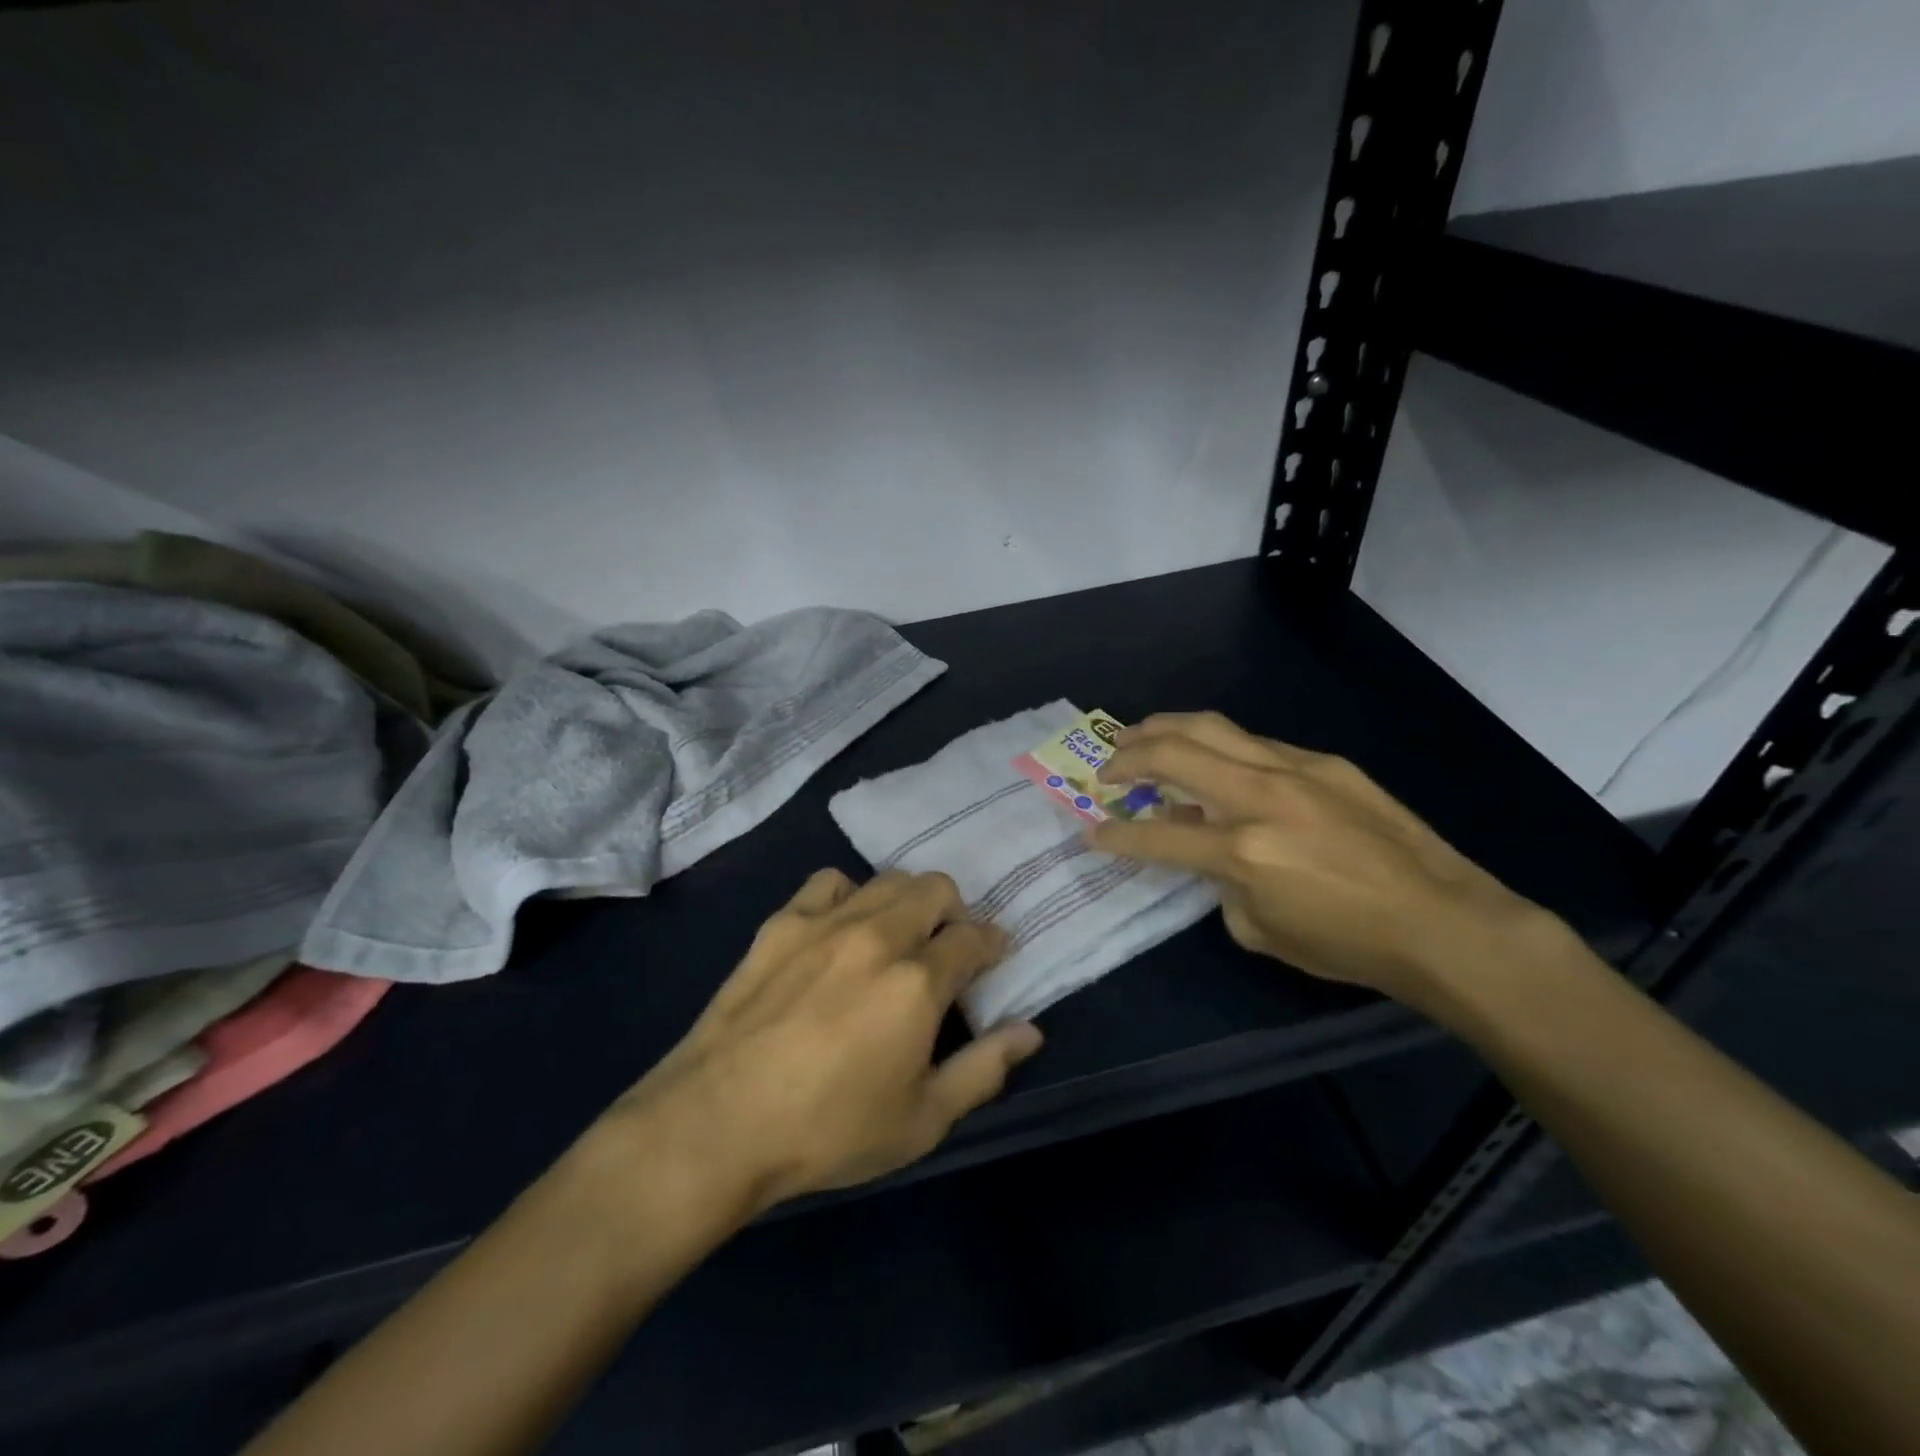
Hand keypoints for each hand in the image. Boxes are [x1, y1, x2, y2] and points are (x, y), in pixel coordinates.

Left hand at [598, 868, 1041, 1220]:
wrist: (718, 1121)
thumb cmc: (828, 1130)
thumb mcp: (922, 1121)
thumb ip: (983, 1070)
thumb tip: (1031, 1032)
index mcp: (918, 980)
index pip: (973, 938)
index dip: (992, 943)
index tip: (992, 956)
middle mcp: (879, 935)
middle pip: (935, 888)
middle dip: (953, 912)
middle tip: (944, 949)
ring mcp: (827, 921)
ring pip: (887, 879)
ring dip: (906, 901)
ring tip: (896, 937)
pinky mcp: (783, 922)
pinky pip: (830, 882)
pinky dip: (849, 896)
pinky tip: (840, 929)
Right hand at [1089, 712, 1555, 1005]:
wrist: (1444, 922)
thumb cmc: (1348, 943)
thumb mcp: (1260, 930)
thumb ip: (1220, 883)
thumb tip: (1208, 850)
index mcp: (1242, 850)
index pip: (1156, 834)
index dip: (1114, 835)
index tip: (1091, 831)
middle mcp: (1260, 796)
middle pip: (1173, 752)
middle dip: (1127, 756)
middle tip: (1106, 767)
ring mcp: (1295, 769)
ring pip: (1211, 727)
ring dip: (1164, 728)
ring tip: (1137, 736)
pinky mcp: (1324, 762)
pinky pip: (1254, 743)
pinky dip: (1217, 747)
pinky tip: (1213, 761)